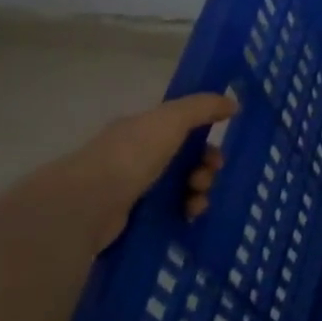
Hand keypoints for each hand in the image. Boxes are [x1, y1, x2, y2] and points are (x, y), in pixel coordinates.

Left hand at [53, 92, 236, 250]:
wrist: (87, 205)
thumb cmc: (131, 155)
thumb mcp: (172, 120)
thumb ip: (203, 107)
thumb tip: (234, 103)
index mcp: (142, 130)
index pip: (182, 129)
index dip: (205, 139)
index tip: (217, 153)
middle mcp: (135, 156)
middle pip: (185, 159)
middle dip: (205, 168)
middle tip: (206, 179)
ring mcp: (131, 188)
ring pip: (180, 186)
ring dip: (198, 191)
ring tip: (196, 203)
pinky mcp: (130, 217)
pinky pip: (168, 210)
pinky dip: (184, 211)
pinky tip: (188, 216)